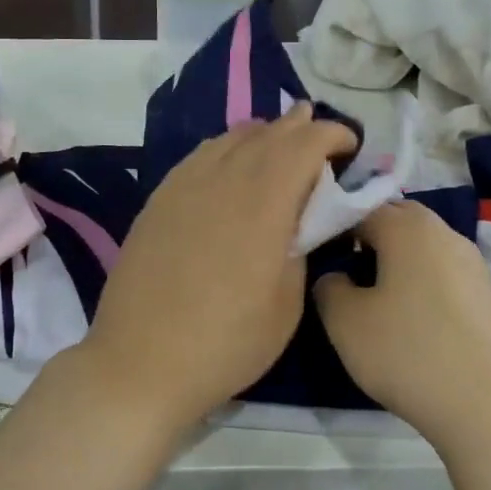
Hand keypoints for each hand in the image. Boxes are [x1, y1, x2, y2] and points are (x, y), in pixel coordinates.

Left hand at [81, 103, 357, 429]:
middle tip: (317, 131)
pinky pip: (198, 157)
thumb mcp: (287, 304)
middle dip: (298, 127)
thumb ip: (300, 248)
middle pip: (266, 135)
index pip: (303, 145)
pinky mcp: (158, 201)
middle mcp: (222, 181)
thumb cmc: (226, 343)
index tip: (349, 145)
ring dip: (261, 135)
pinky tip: (228, 161)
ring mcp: (183, 187)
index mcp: (263, 204)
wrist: (141, 362)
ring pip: (228, 140)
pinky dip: (224, 148)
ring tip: (277, 139)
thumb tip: (300, 219)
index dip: (331, 135)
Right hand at [314, 202, 490, 444]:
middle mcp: (445, 233)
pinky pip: (443, 275)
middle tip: (343, 269)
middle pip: (397, 220)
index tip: (314, 253)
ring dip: (396, 261)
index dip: (333, 225)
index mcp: (408, 227)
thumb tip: (336, 277)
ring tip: (373, 297)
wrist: (490, 408)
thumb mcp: (344, 321)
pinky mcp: (489, 297)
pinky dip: (421, 284)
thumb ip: (329, 286)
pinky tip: (411, 319)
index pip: (360, 207)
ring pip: (423, 248)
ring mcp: (473, 264)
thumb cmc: (407, 352)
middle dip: (367, 237)